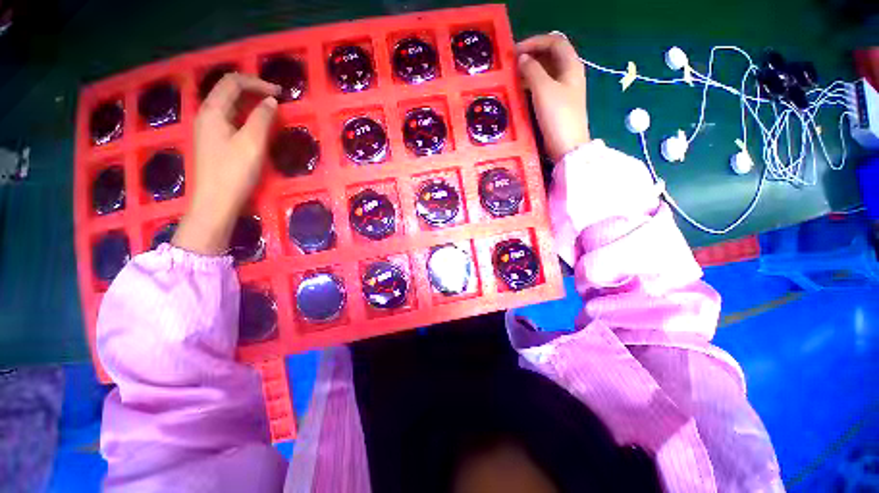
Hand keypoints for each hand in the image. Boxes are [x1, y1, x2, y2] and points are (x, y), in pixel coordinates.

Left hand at [173, 74, 279, 255]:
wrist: (215, 202)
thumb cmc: (234, 172)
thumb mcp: (252, 143)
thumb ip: (262, 119)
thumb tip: (271, 102)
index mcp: (213, 111)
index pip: (233, 83)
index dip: (257, 83)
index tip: (280, 94)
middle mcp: (206, 114)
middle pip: (228, 91)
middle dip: (252, 90)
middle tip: (276, 100)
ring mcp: (207, 129)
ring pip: (228, 105)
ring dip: (248, 103)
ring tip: (269, 111)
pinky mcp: (212, 142)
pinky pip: (228, 118)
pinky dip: (243, 115)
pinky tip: (255, 126)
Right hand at [517, 33, 589, 161]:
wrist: (567, 146)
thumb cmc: (557, 116)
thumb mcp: (543, 89)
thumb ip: (532, 70)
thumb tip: (522, 59)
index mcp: (571, 65)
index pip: (554, 42)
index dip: (535, 42)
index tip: (515, 51)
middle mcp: (569, 74)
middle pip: (550, 56)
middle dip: (531, 55)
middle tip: (512, 63)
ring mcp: (564, 90)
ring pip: (546, 72)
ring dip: (530, 71)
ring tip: (513, 77)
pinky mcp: (557, 104)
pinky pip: (544, 87)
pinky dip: (532, 84)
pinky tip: (520, 90)